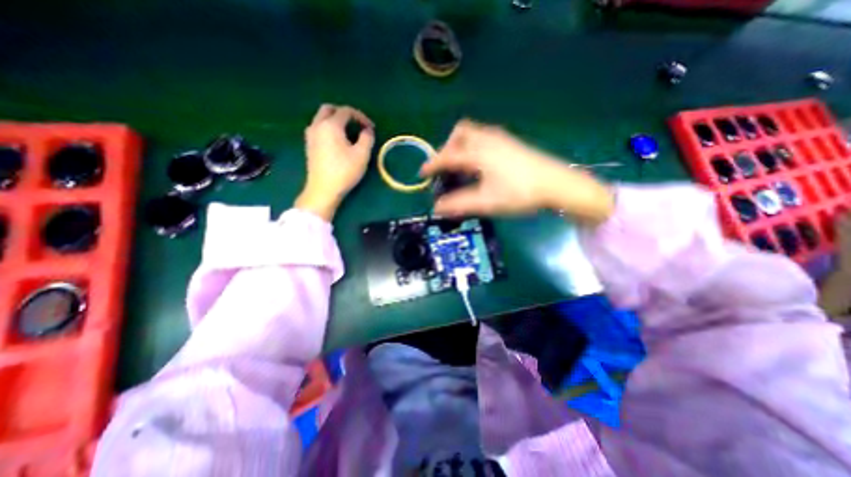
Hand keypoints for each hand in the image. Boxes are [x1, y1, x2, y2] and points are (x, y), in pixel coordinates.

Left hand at [297, 102, 373, 218]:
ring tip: (348, 134)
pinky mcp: (309, 145)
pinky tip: (337, 142)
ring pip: (321, 118)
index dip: (361, 117)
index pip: (346, 111)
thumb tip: (367, 130)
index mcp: (331, 125)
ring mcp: (310, 135)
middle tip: (357, 125)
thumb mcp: (362, 155)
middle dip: (345, 114)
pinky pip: (318, 128)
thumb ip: (367, 138)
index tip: (371, 128)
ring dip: (335, 120)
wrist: (323, 189)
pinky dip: (328, 128)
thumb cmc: (344, 171)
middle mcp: (317, 125)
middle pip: (329, 109)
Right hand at [422, 118, 615, 223]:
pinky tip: (479, 163)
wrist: (557, 184)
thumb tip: (437, 208)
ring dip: (460, 145)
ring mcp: (501, 138)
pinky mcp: (510, 142)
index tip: (422, 173)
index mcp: (478, 153)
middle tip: (446, 167)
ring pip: (472, 132)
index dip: (432, 164)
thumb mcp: (486, 201)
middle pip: (460, 133)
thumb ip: (459, 204)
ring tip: (461, 166)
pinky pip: (483, 136)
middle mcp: (487, 139)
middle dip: (447, 147)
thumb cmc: (520, 193)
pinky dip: (473, 145)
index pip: (448, 156)